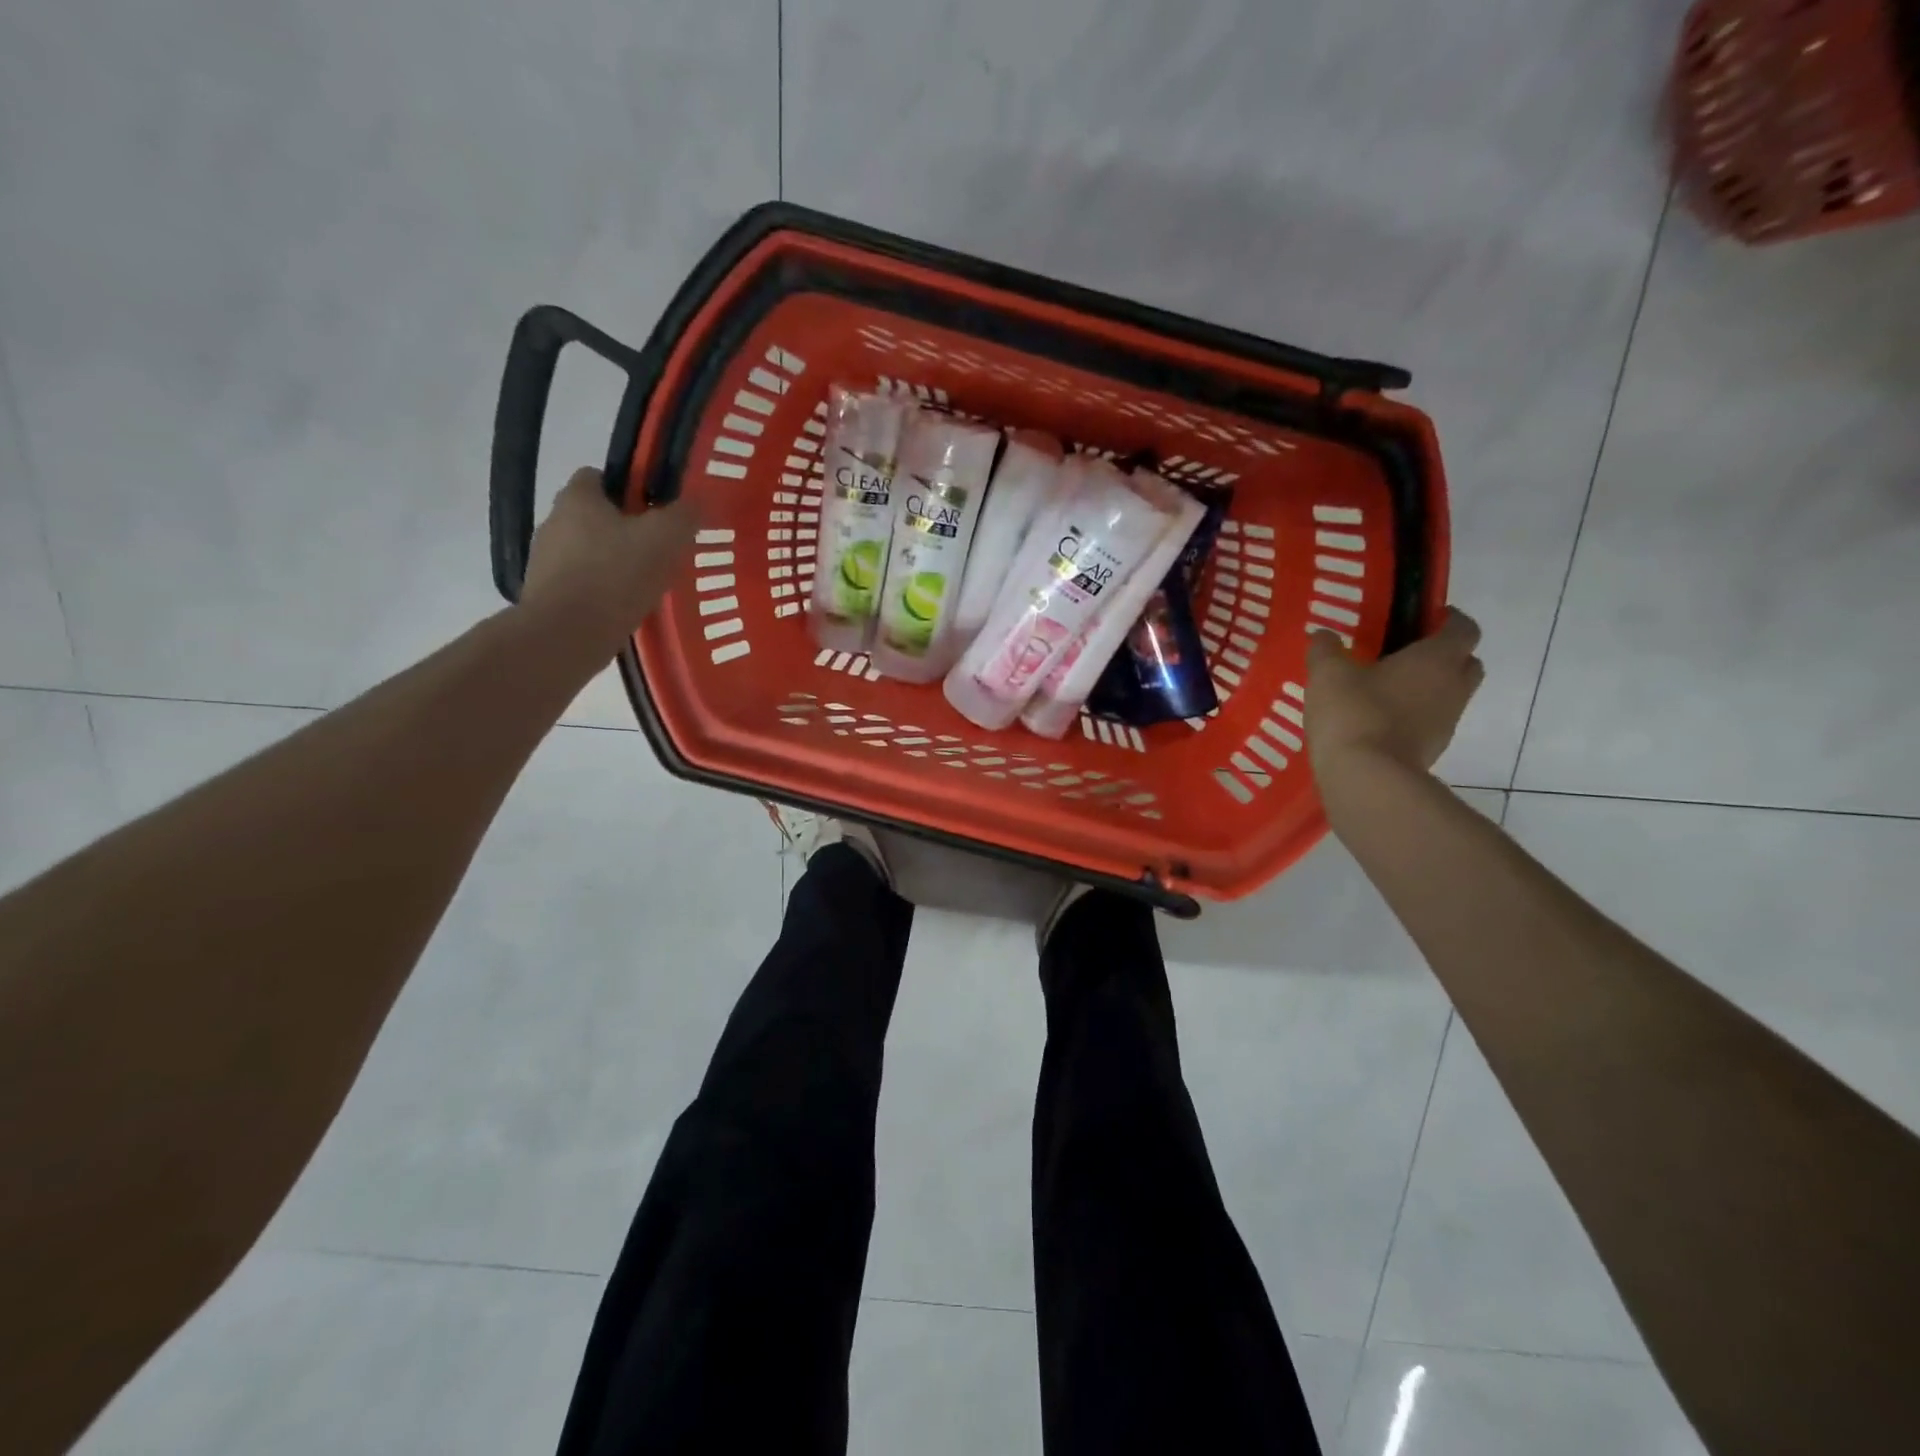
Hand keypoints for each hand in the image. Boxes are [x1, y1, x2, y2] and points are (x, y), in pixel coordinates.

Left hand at [520, 468, 700, 652]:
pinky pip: (583, 584)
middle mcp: (554, 522)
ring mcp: (545, 561)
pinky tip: (627, 609)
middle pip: (596, 517)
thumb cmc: (615, 576)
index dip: (630, 489)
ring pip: (590, 553)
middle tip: (661, 551)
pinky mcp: (547, 596)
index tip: (657, 511)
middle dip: (627, 531)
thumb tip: (696, 502)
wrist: (566, 635)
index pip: (599, 476)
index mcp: (577, 499)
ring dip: (615, 564)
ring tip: (648, 585)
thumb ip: (683, 515)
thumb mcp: (664, 539)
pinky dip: (604, 592)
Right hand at [1305, 609, 1484, 776]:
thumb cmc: (1354, 712)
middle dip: (1444, 655)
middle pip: (1466, 662)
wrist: (1367, 778)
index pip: (1463, 628)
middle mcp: (1453, 686)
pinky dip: (1414, 716)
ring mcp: (1447, 722)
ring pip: (1450, 694)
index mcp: (1437, 658)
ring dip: (1428, 688)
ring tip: (1385, 689)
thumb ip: (1326, 650)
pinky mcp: (1433, 750)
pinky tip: (1379, 720)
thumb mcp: (1328, 674)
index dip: (1447, 619)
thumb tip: (1324, 636)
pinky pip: (1430, 722)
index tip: (1421, 618)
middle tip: (1405, 654)